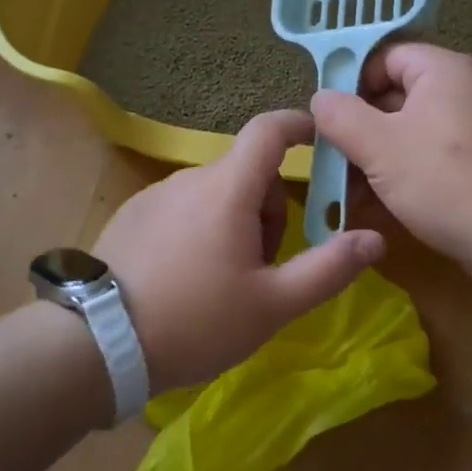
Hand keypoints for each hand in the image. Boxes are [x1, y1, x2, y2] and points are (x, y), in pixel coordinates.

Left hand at [93, 109, 385, 393]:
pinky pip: (183, 207)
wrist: (97, 345)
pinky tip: (188, 278)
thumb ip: (328, 269)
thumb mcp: (273, 304)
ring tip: (226, 280)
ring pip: (216, 193)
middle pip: (248, 172)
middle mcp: (190, 179)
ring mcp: (155, 195)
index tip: (319, 141)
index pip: (269, 130)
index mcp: (228, 189)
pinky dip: (201, 228)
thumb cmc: (196, 320)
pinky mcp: (131, 216)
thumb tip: (374, 239)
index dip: (299, 125)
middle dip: (270, 207)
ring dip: (236, 220)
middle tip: (267, 264)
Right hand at [311, 43, 471, 285]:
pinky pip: (425, 160)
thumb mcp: (380, 146)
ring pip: (406, 133)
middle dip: (357, 128)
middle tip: (327, 158)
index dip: (350, 81)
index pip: (384, 56)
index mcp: (441, 71)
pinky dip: (398, 177)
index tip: (325, 117)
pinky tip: (372, 206)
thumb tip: (320, 98)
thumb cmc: (446, 181)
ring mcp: (468, 131)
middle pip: (393, 96)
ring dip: (373, 159)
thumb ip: (341, 116)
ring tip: (342, 190)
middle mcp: (458, 92)